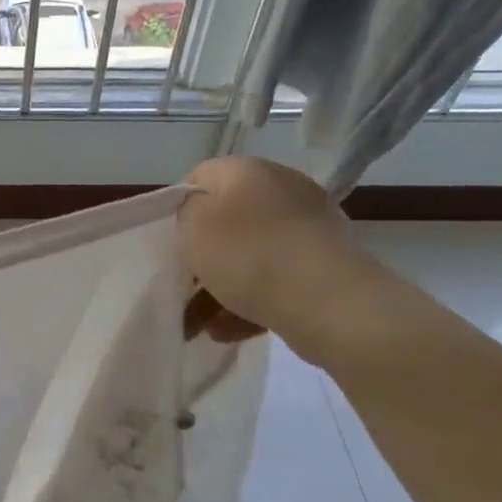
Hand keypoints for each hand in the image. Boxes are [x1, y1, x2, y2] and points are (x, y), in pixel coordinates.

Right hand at [178, 157, 376, 362]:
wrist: (329, 302)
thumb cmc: (249, 255)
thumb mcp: (194, 225)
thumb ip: (186, 209)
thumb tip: (200, 211)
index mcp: (249, 170)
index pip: (200, 178)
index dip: (180, 210)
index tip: (172, 244)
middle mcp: (283, 189)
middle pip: (228, 221)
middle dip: (203, 258)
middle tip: (184, 288)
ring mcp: (309, 227)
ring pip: (250, 255)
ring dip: (221, 289)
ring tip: (200, 326)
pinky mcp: (324, 265)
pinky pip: (276, 279)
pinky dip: (251, 302)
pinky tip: (228, 331)